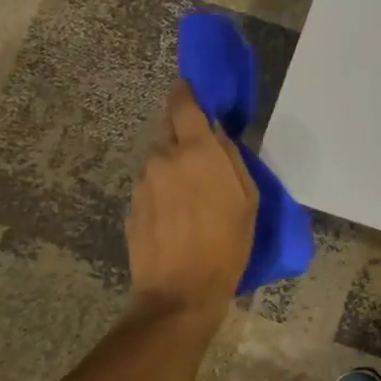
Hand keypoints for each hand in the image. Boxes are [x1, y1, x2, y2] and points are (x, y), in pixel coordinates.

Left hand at [126, 80, 257, 323]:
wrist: (180, 292)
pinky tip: (176, 209)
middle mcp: (164, 158)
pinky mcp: (133, 207)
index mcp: (197, 151)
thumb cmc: (226, 243)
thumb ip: (231, 158)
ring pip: (157, 156)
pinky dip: (162, 185)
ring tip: (190, 184)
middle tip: (198, 141)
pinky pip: (150, 183)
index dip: (186, 92)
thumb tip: (218, 135)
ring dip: (171, 159)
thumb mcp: (247, 198)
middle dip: (180, 126)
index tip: (191, 87)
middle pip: (166, 126)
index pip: (184, 105)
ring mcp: (143, 183)